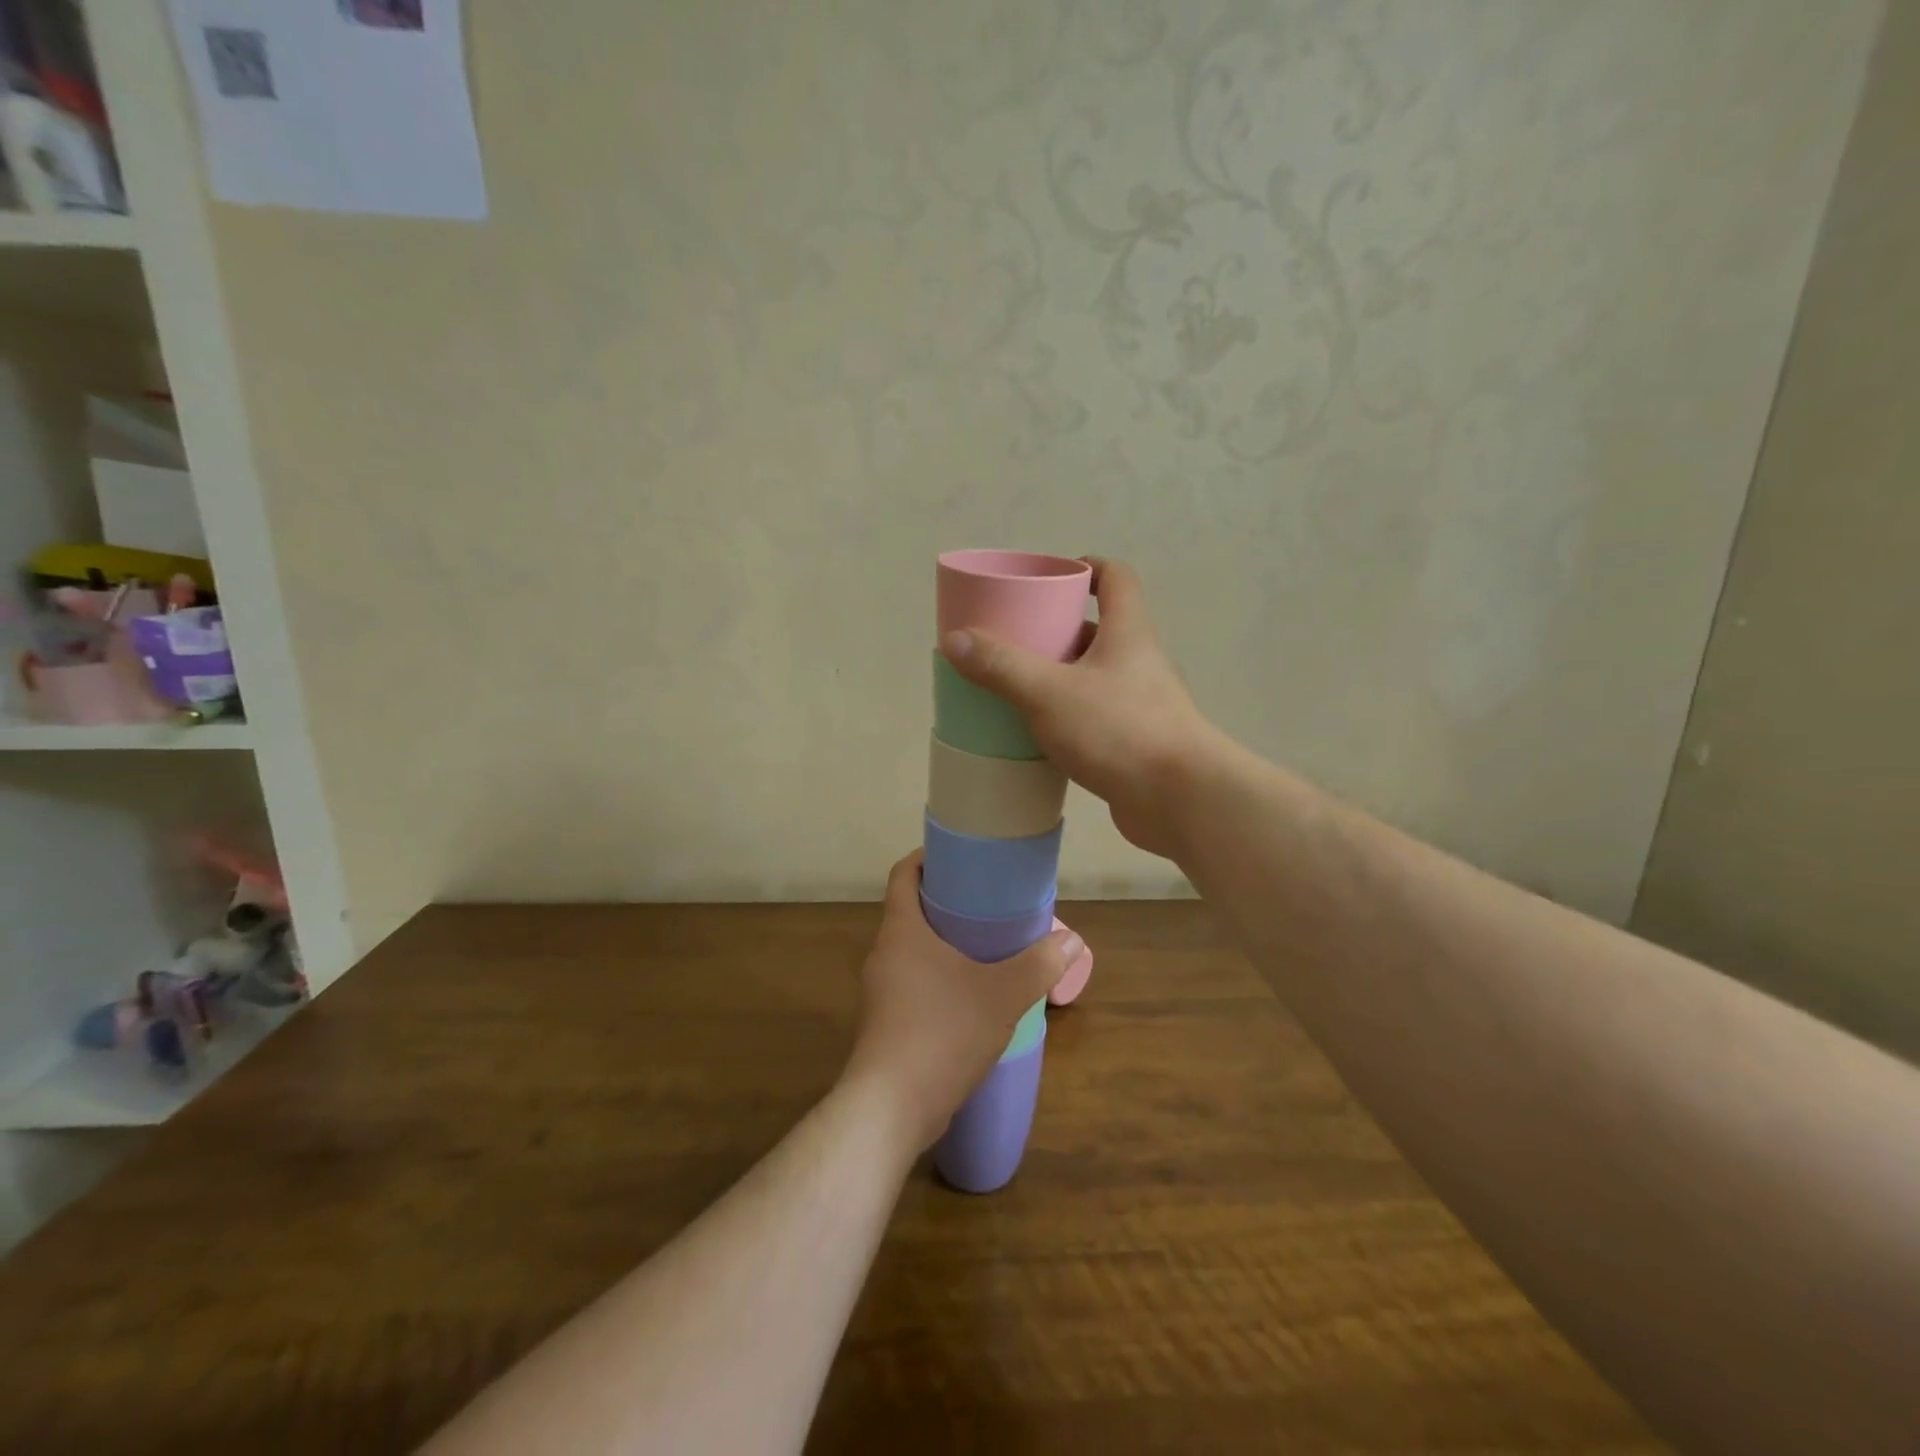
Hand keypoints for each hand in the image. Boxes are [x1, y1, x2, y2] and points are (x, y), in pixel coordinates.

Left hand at [842, 850, 1078, 1152]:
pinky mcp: (885, 1023)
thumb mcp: (1002, 995)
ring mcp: (880, 991)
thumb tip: (1072, 940)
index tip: (958, 856)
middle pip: (909, 911)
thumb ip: (1038, 964)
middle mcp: (884, 954)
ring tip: (985, 947)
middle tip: (987, 902)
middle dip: (945, 902)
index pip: (903, 874)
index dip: (926, 858)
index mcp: (902, 931)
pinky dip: (937, 977)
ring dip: (942, 943)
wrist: (890, 1108)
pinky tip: (969, 996)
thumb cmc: (942, 1032)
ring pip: (911, 951)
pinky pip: (911, 983)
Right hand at [939, 557, 1223, 858]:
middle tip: (1018, 638)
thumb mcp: (1049, 693)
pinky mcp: (1137, 744)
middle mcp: (1140, 663)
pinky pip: (1098, 717)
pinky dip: (1070, 717)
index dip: (1089, 568)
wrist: (1182, 801)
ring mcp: (1143, 706)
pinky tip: (1040, 734)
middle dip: (1060, 629)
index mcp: (1128, 634)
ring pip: (1097, 677)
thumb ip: (1001, 666)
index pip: (1117, 579)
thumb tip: (955, 638)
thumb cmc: (1119, 731)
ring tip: (1018, 686)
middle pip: (1101, 630)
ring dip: (1063, 677)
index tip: (1054, 577)